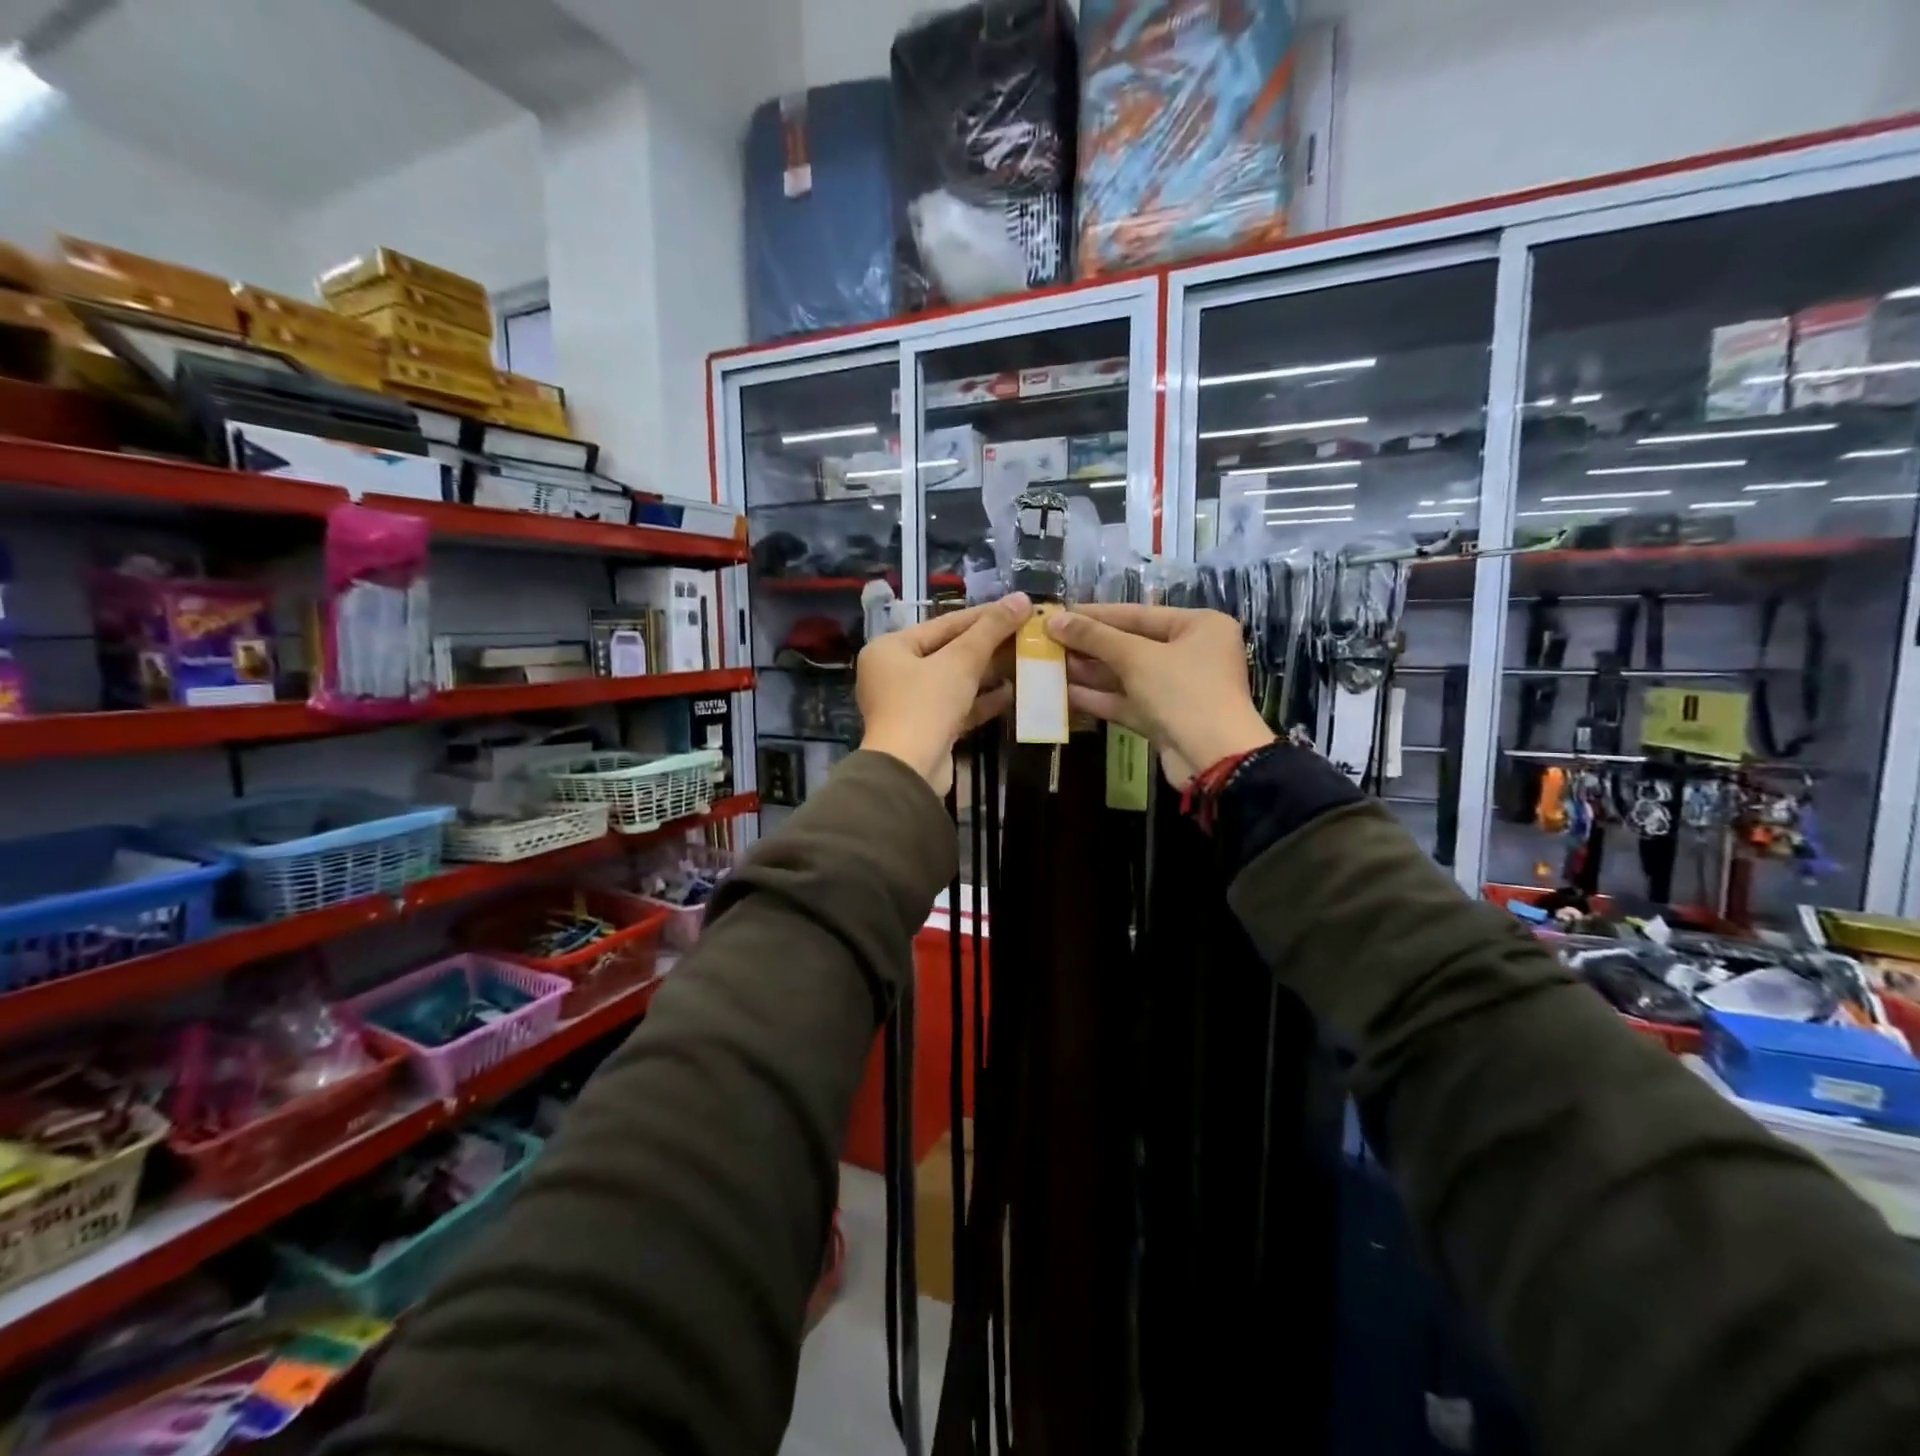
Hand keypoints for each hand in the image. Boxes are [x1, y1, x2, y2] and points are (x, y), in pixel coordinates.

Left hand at [858, 593, 1032, 794]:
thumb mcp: (960, 661)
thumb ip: (991, 629)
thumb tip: (1022, 598)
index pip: (943, 624)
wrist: (910, 770)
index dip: (983, 615)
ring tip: (1025, 661)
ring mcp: (908, 704)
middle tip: (1026, 635)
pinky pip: (957, 707)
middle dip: (988, 646)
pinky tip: (1012, 693)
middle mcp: (894, 673)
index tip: (1017, 608)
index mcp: (890, 648)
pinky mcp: (926, 730)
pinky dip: (981, 700)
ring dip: (988, 673)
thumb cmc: (926, 704)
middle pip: (948, 652)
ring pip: (954, 681)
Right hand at [1044, 604, 1272, 786]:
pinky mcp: (1164, 718)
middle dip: (1088, 646)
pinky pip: (1126, 701)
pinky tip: (1063, 694)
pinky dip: (1098, 697)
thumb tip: (1054, 619)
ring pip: (1125, 675)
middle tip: (1047, 642)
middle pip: (1130, 645)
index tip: (1058, 614)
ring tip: (1048, 666)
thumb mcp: (1136, 658)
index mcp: (1198, 626)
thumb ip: (1094, 637)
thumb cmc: (1183, 692)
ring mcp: (1177, 689)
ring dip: (1088, 672)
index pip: (1137, 614)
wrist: (1214, 759)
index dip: (1094, 615)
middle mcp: (1191, 653)